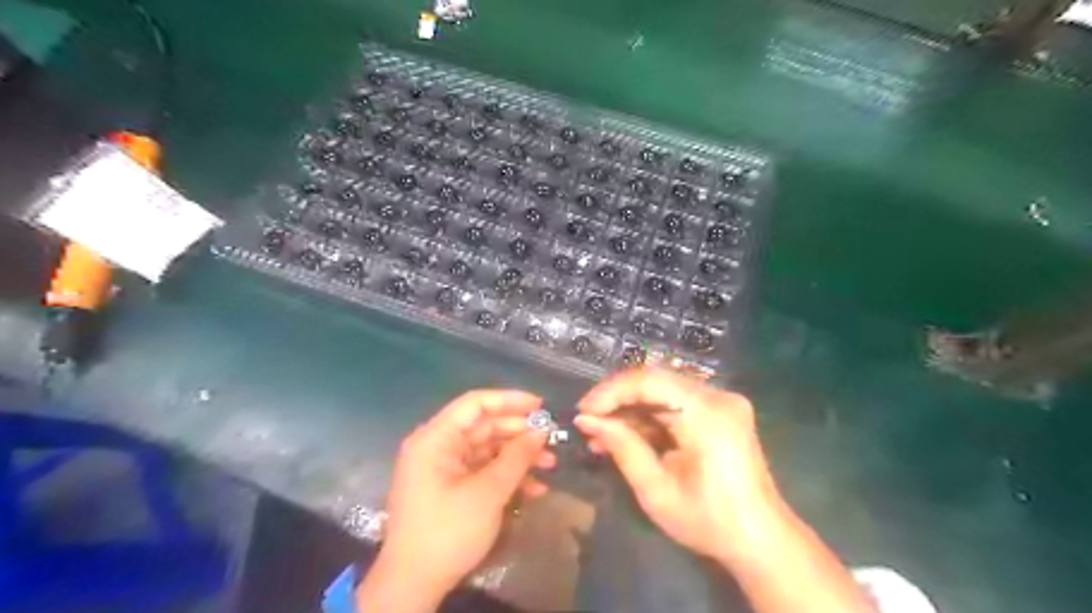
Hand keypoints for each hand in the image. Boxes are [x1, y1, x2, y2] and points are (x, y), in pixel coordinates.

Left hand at [362, 390, 554, 609]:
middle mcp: (438, 446)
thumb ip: (516, 457)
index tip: (541, 406)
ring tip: (550, 464)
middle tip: (552, 439)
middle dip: (519, 433)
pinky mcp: (451, 488)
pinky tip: (534, 488)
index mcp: (436, 438)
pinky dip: (507, 476)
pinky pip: (483, 471)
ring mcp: (444, 468)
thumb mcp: (487, 492)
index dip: (510, 400)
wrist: (413, 585)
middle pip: (484, 426)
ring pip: (487, 449)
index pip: (475, 403)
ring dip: (518, 456)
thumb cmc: (447, 531)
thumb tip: (541, 432)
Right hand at [574, 367, 779, 562]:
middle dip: (617, 399)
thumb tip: (586, 420)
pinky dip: (649, 416)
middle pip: (656, 380)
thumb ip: (622, 447)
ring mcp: (722, 401)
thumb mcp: (656, 490)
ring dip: (631, 408)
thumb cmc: (709, 522)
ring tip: (601, 433)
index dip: (610, 392)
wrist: (761, 540)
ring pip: (663, 389)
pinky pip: (675, 402)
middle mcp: (718, 396)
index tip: (582, 412)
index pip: (649, 380)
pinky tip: (627, 434)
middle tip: (588, 421)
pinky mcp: (720, 411)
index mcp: (708, 413)